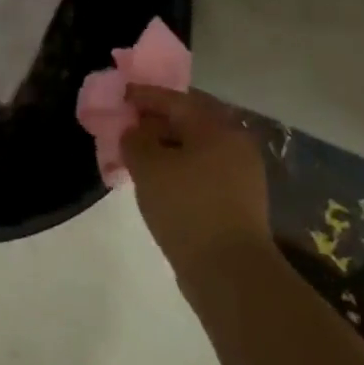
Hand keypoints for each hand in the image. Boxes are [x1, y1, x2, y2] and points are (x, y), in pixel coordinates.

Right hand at [122, 86, 271, 273]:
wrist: (229, 270)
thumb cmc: (186, 206)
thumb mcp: (148, 166)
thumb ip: (136, 138)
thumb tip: (136, 130)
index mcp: (216, 126)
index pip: (175, 99)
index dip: (144, 95)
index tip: (121, 94)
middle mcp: (235, 142)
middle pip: (190, 120)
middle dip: (159, 119)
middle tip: (130, 122)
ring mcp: (242, 173)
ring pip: (197, 146)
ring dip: (169, 144)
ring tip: (141, 153)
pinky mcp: (239, 200)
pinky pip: (203, 169)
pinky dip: (181, 166)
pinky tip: (161, 179)